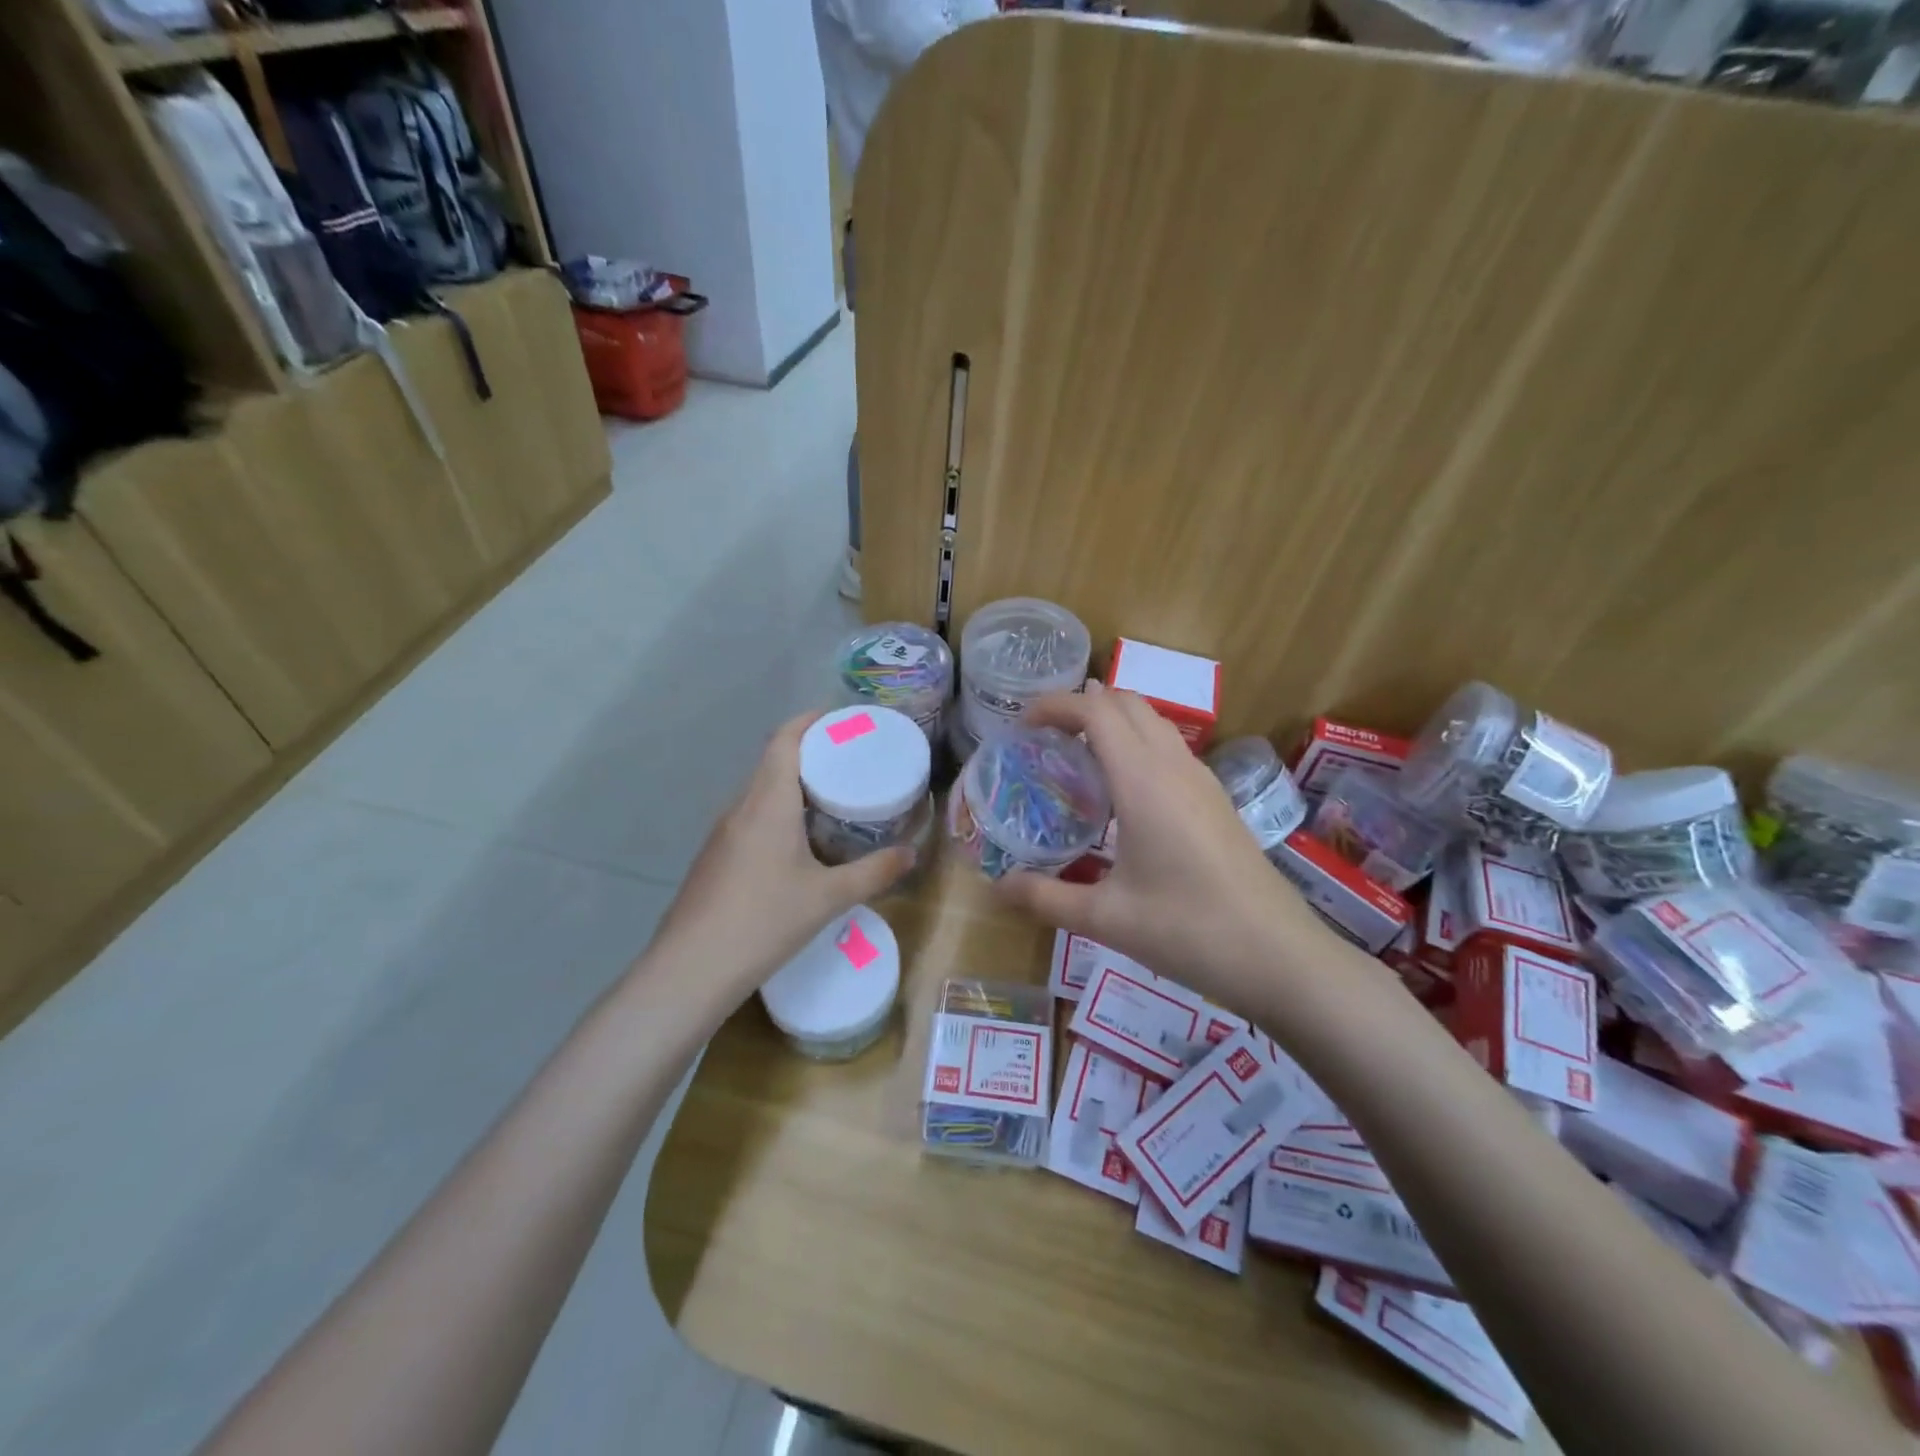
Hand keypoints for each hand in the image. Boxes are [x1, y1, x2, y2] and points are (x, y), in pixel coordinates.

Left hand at [654, 713, 914, 1001]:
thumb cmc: (764, 922)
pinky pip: (751, 817)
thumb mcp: (828, 898)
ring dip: (794, 785)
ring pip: (761, 791)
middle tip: (852, 762)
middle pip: (773, 761)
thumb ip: (874, 873)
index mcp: (767, 803)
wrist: (690, 970)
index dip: (811, 721)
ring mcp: (722, 833)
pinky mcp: (715, 857)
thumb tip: (911, 854)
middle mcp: (741, 807)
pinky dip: (779, 812)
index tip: (843, 720)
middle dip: (812, 753)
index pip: (785, 740)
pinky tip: (800, 842)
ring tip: (833, 798)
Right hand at [995, 688, 1338, 1012]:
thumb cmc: (1189, 930)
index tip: (1022, 725)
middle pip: (1127, 703)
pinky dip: (1137, 746)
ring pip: (1153, 723)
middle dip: (1082, 706)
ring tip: (1077, 759)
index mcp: (1144, 780)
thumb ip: (1045, 898)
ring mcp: (1203, 781)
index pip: (1096, 710)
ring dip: (1113, 723)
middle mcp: (1175, 767)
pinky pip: (1170, 750)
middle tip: (1045, 738)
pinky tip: (1122, 795)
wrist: (1281, 957)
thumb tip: (997, 888)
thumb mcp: (1106, 919)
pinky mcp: (1217, 800)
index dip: (1055, 705)